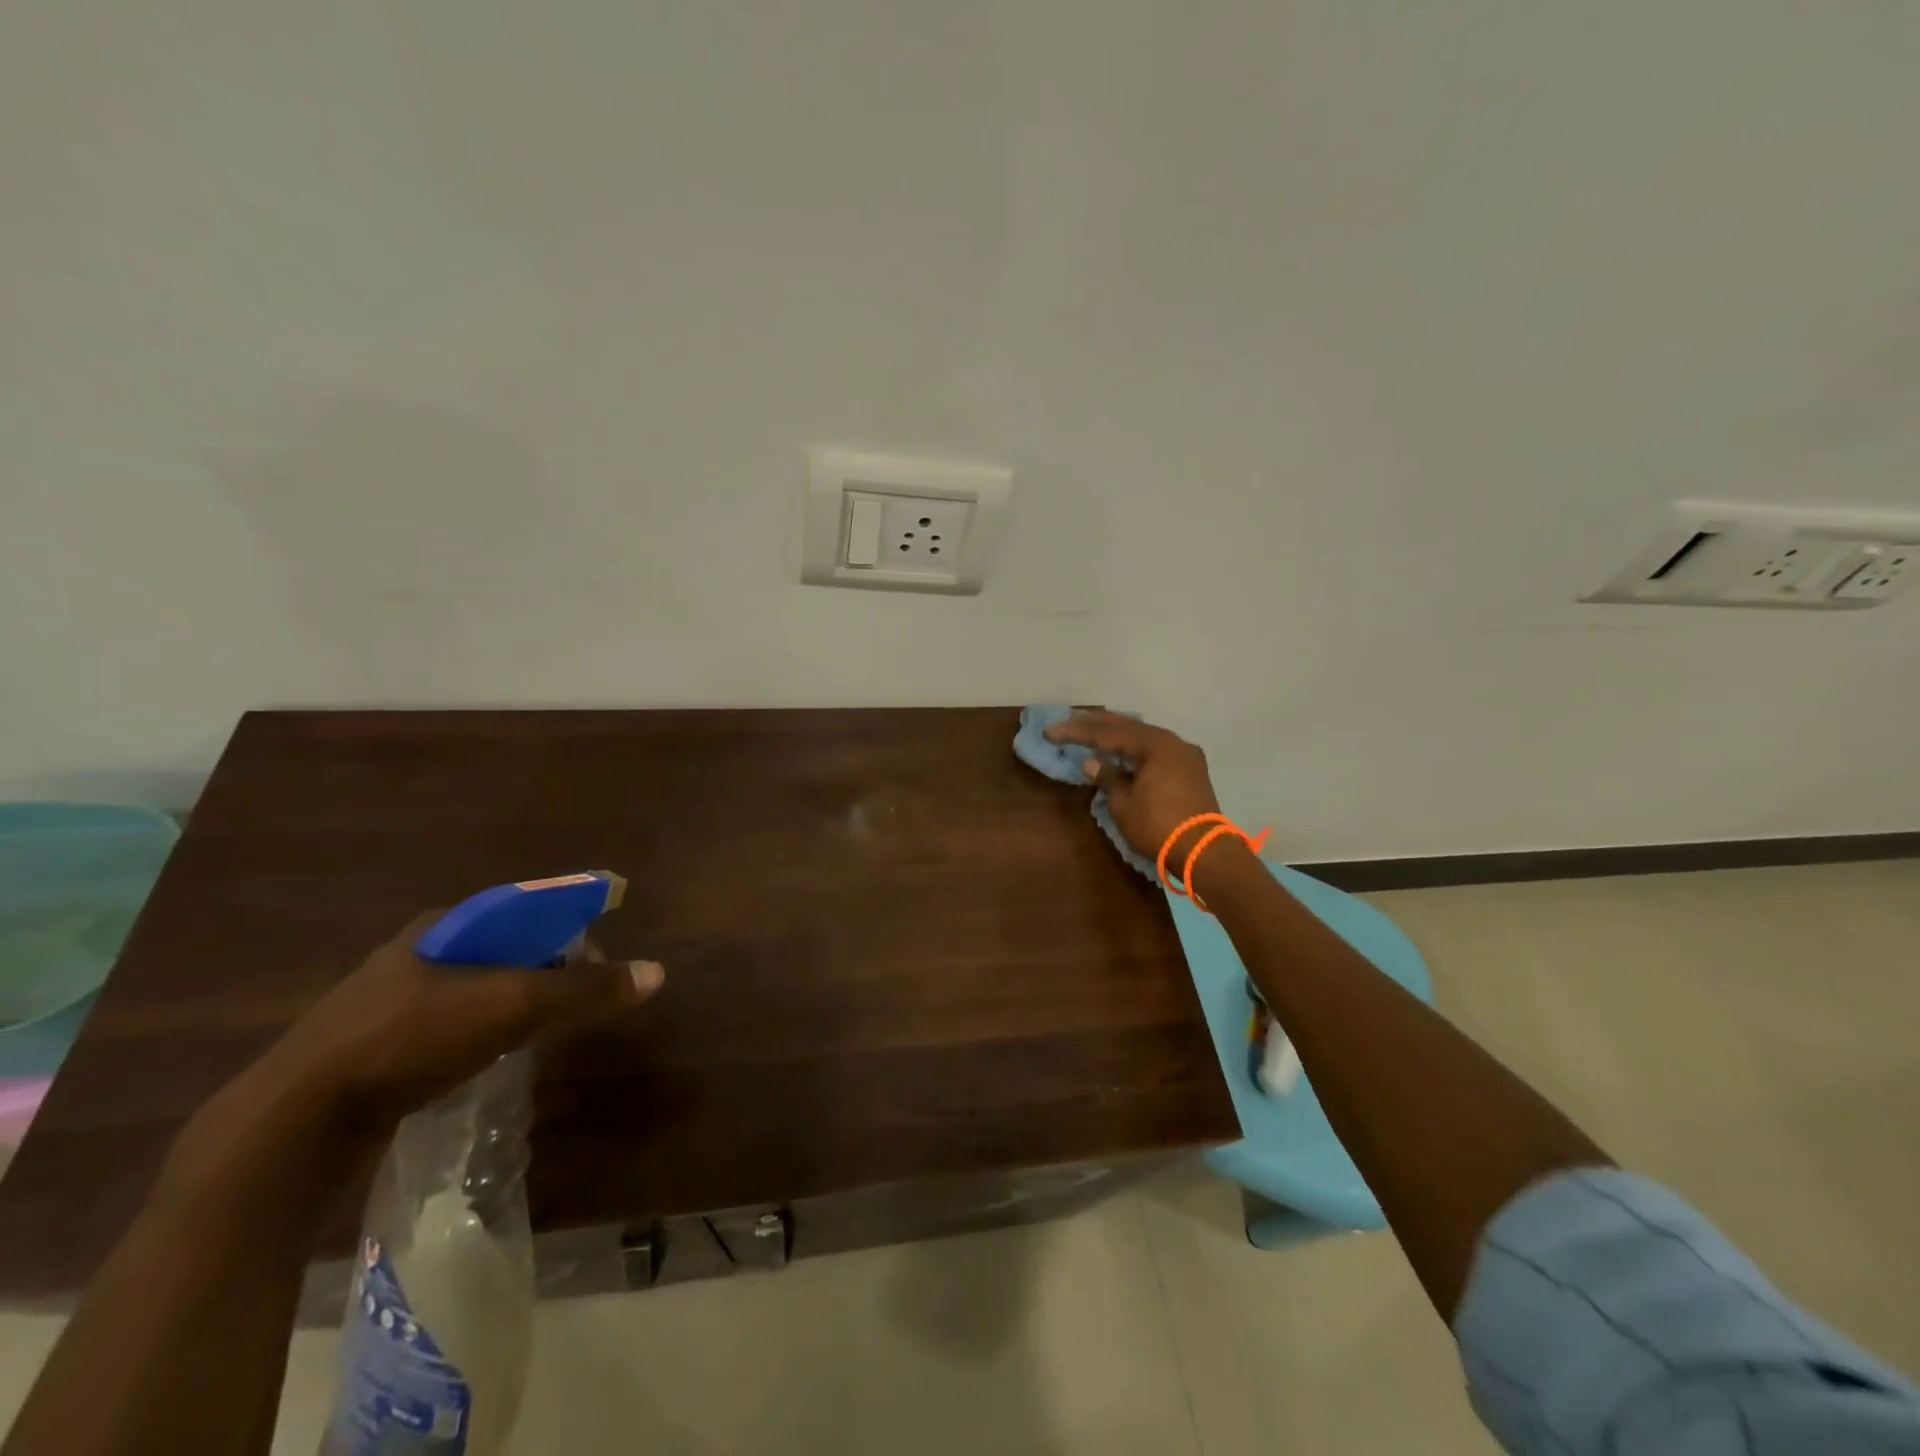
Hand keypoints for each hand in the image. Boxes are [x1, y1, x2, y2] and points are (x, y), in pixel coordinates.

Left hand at [260, 912, 664, 1131]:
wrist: (294, 1123)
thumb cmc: (412, 1039)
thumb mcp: (513, 1006)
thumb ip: (585, 991)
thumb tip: (657, 973)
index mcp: (445, 925)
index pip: (527, 908)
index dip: (569, 927)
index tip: (597, 960)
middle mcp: (417, 953)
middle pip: (503, 948)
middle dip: (545, 969)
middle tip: (576, 1001)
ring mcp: (387, 1002)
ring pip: (474, 989)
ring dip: (514, 1004)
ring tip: (542, 1030)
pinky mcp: (372, 1048)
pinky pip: (447, 1026)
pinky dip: (480, 1033)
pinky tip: (488, 1059)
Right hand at [1044, 711, 1223, 868]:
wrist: (1204, 852)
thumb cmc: (1158, 825)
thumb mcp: (1123, 803)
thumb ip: (1107, 778)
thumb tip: (1092, 763)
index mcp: (1155, 744)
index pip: (1108, 733)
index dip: (1077, 732)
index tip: (1051, 732)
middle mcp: (1172, 742)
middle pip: (1128, 727)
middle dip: (1097, 724)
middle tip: (1070, 719)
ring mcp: (1185, 756)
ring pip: (1144, 737)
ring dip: (1117, 735)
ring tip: (1093, 730)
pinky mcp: (1190, 771)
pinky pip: (1155, 751)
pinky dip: (1134, 749)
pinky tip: (1120, 751)